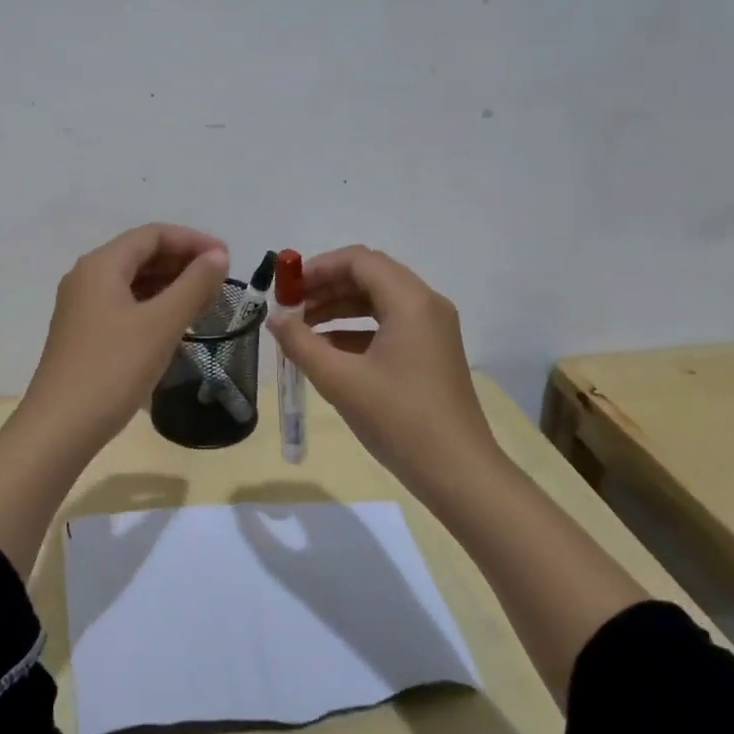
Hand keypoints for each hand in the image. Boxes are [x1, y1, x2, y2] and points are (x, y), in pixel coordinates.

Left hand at [19, 224, 229, 454]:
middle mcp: (87, 277)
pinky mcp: (84, 334)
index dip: (193, 241)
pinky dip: (154, 307)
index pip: (153, 234)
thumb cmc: (113, 369)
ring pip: (133, 282)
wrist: (61, 428)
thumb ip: (194, 285)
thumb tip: (218, 256)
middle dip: (183, 263)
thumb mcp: (161, 324)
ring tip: (205, 303)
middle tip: (220, 283)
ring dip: (170, 286)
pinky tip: (175, 326)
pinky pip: (125, 306)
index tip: (228, 259)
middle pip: (141, 255)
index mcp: (101, 265)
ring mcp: (82, 307)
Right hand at [268, 246, 493, 491]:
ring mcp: (432, 330)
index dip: (318, 267)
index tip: (286, 288)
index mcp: (411, 301)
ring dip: (338, 308)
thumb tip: (275, 319)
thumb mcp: (340, 380)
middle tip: (289, 308)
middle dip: (326, 287)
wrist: (458, 472)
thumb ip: (301, 343)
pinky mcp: (431, 353)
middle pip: (369, 276)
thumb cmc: (399, 420)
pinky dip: (355, 330)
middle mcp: (426, 305)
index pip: (359, 260)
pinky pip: (388, 325)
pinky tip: (326, 351)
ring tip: (301, 329)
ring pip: (378, 301)